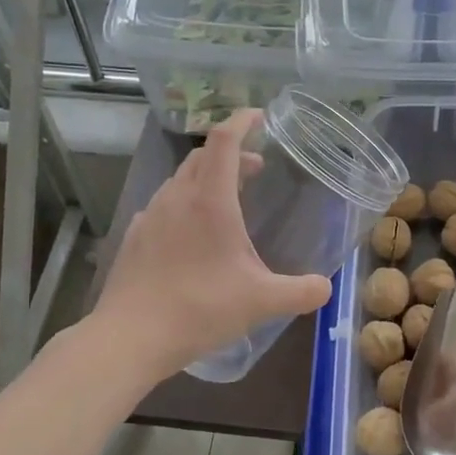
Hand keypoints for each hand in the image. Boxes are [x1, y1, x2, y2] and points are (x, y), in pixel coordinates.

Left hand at [94, 110, 332, 378]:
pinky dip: (184, 204)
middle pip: (202, 156)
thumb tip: (326, 288)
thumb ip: (301, 292)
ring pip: (180, 180)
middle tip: (255, 168)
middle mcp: (176, 198)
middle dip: (231, 154)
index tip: (260, 116)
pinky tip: (191, 235)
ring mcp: (149, 216)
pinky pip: (163, 206)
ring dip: (206, 179)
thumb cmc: (199, 309)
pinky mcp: (133, 237)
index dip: (242, 121)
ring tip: (227, 202)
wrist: (129, 337)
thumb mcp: (261, 302)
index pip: (224, 140)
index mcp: (209, 200)